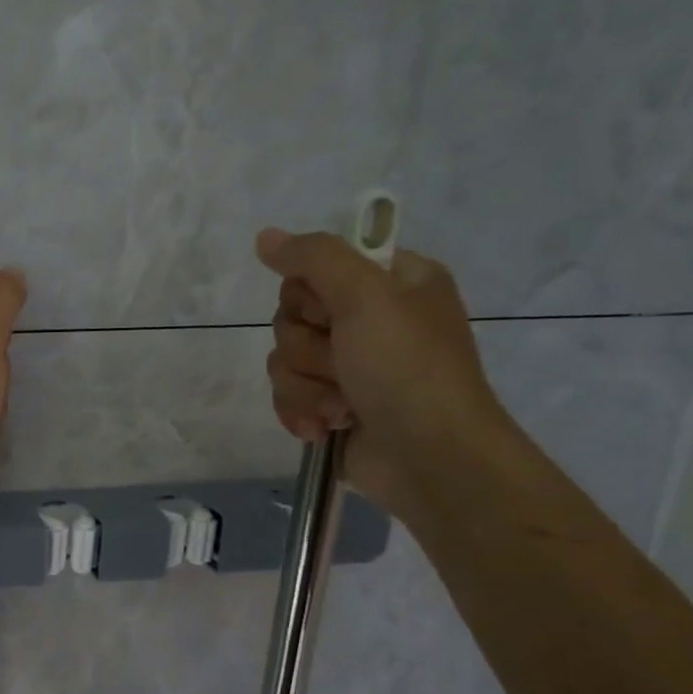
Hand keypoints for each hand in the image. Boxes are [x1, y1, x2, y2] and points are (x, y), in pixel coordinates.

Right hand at [259, 228, 509, 514]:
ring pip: (284, 362)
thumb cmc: (406, 368)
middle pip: (291, 319)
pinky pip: (287, 397)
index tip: (333, 315)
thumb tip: (264, 237)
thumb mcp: (366, 296)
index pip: (315, 269)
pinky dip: (303, 413)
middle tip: (343, 365)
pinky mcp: (331, 406)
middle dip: (308, 351)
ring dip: (306, 388)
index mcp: (390, 283)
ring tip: (342, 407)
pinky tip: (328, 427)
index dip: (311, 296)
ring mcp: (349, 367)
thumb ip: (314, 258)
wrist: (428, 456)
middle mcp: (368, 320)